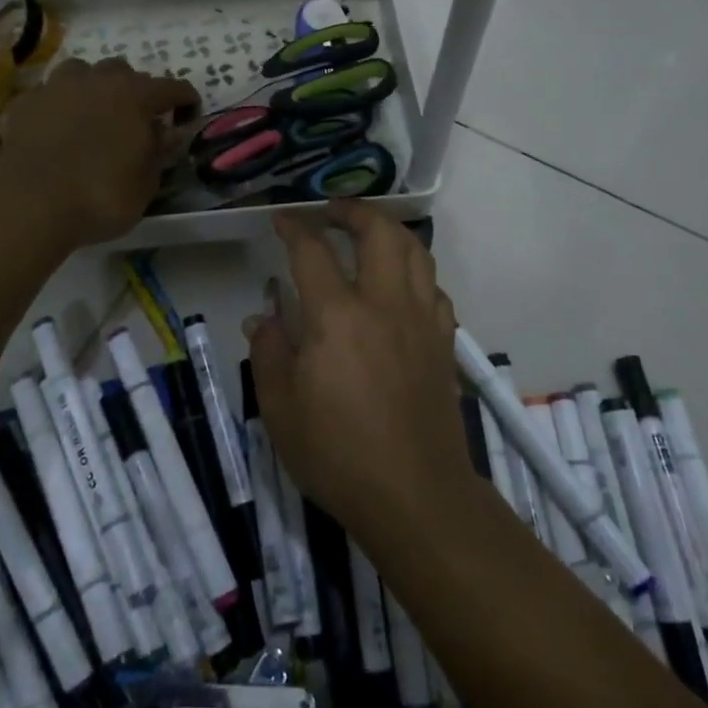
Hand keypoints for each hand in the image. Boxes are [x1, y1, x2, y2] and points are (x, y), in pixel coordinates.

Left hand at [0, 58, 197, 247]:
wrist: (30, 206)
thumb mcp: (145, 185)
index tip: (189, 114)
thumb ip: (158, 153)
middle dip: (135, 90)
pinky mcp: (25, 103)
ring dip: (93, 87)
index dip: (185, 100)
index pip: (171, 87)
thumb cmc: (99, 198)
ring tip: (93, 112)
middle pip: (123, 71)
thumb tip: (165, 132)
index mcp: (135, 97)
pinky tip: (56, 126)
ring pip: (81, 72)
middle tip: (136, 117)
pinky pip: (48, 94)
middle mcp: (97, 81)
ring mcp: (56, 88)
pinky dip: (58, 105)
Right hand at [244, 201, 473, 544]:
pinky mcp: (444, 343)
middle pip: (379, 232)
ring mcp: (422, 321)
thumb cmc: (338, 455)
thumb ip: (270, 352)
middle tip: (332, 211)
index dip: (294, 227)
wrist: (416, 496)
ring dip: (390, 231)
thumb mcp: (281, 409)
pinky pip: (434, 288)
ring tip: (368, 234)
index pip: (313, 252)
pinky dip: (415, 272)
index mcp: (338, 316)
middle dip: (353, 211)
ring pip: (415, 251)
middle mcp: (385, 304)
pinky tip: (401, 286)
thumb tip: (263, 316)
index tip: (282, 218)